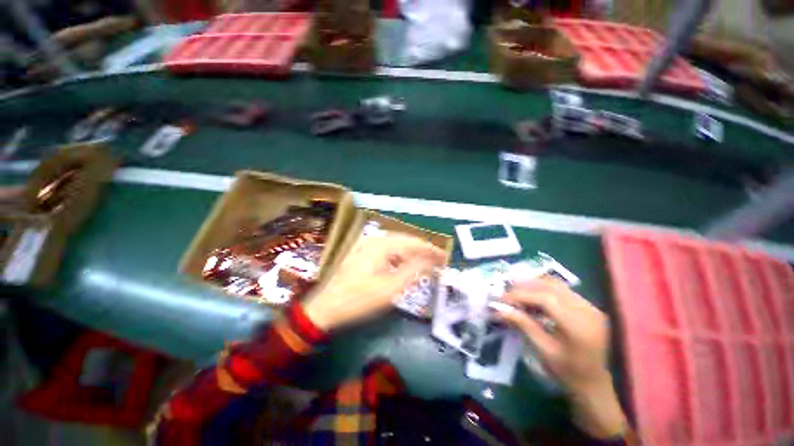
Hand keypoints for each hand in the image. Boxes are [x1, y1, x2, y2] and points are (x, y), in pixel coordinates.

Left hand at [303, 233, 444, 331]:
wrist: (326, 306)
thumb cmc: (359, 299)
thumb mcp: (390, 288)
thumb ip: (413, 270)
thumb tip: (431, 259)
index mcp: (381, 245)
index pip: (413, 242)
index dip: (430, 249)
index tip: (444, 257)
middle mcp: (374, 239)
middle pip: (405, 240)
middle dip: (421, 250)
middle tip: (436, 260)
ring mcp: (366, 244)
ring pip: (395, 244)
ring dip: (410, 253)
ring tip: (423, 263)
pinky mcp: (362, 251)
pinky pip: (386, 249)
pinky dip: (398, 256)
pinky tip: (402, 265)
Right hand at [495, 279, 627, 438]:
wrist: (594, 384)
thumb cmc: (567, 372)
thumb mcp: (543, 350)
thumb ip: (523, 325)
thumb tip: (499, 309)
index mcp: (578, 325)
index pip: (545, 298)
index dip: (521, 295)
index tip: (502, 299)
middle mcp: (587, 310)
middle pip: (551, 287)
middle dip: (525, 286)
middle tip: (506, 292)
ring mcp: (590, 307)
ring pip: (556, 285)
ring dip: (534, 285)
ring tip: (516, 290)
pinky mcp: (588, 307)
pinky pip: (563, 290)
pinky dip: (544, 289)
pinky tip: (532, 295)